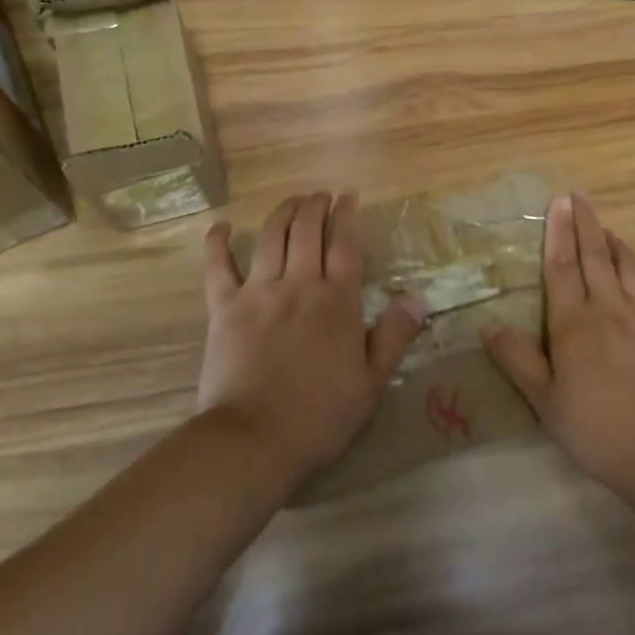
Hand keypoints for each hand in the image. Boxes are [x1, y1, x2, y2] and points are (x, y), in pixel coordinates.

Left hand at [198, 191, 424, 481]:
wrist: (255, 439)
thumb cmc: (320, 415)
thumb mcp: (372, 381)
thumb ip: (394, 335)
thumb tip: (417, 297)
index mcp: (336, 301)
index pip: (345, 245)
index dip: (347, 216)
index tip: (349, 196)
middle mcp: (299, 284)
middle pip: (307, 230)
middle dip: (315, 206)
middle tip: (321, 195)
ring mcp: (258, 292)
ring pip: (270, 237)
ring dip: (282, 212)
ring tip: (291, 202)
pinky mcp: (224, 308)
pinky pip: (218, 267)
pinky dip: (217, 243)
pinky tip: (220, 226)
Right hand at [483, 192, 634, 493]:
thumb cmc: (595, 428)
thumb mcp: (544, 401)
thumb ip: (517, 360)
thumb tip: (488, 326)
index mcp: (573, 323)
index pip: (562, 267)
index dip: (558, 232)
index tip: (558, 202)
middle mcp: (609, 310)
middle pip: (595, 257)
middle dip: (585, 224)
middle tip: (579, 196)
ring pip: (629, 268)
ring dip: (615, 243)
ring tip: (606, 228)